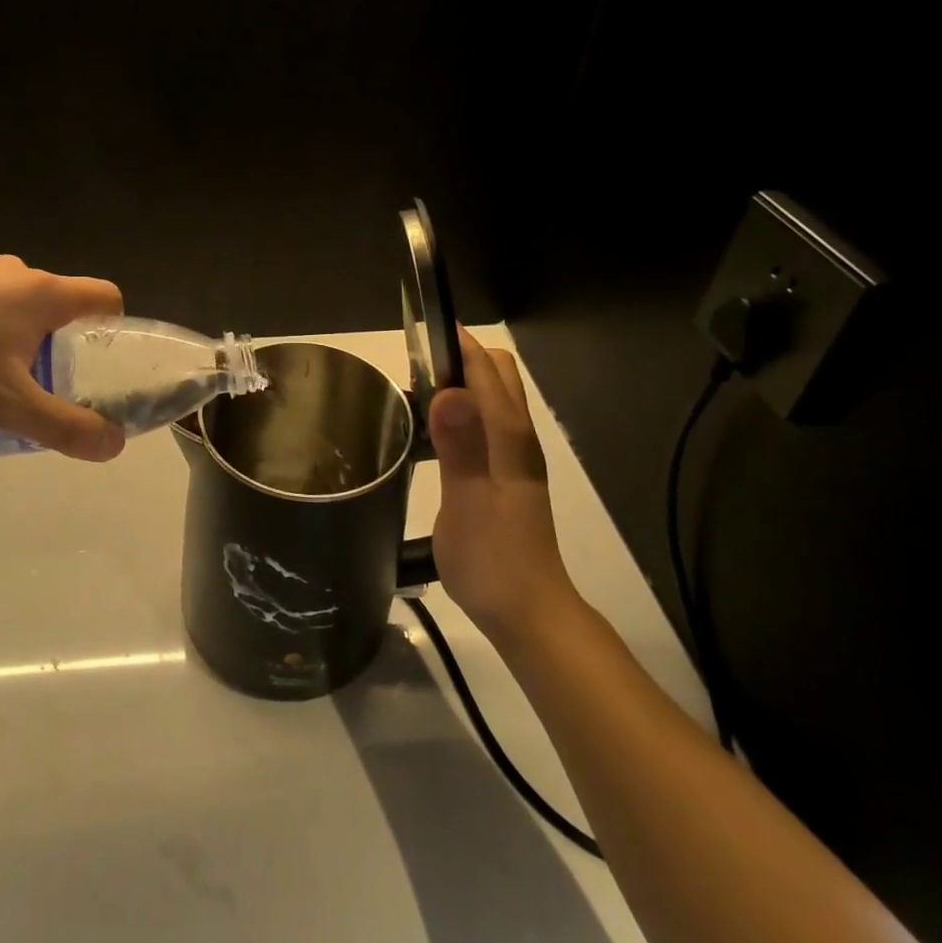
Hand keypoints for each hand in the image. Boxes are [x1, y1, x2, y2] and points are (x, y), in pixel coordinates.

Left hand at [0, 256, 127, 461]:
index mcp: (41, 292)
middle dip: (64, 346)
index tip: (104, 366)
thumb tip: (115, 445)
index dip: (117, 330)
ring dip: (22, 344)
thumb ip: (66, 426)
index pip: (104, 297)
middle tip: (49, 389)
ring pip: (18, 309)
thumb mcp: (8, 405)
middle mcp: (12, 274)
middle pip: (61, 306)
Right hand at [428, 330, 578, 645]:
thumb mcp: (468, 504)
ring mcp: (514, 457)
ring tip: (416, 389)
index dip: (459, 345)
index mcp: (509, 438)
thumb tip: (449, 390)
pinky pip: (485, 421)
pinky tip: (433, 430)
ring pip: (493, 397)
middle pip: (499, 375)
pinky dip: (462, 408)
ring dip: (462, 381)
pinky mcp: (505, 474)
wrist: (527, 613)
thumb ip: (460, 447)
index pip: (489, 372)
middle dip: (462, 357)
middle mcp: (517, 439)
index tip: (420, 329)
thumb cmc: (493, 559)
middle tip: (414, 366)